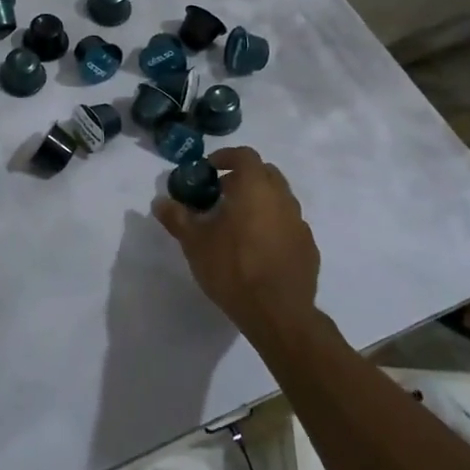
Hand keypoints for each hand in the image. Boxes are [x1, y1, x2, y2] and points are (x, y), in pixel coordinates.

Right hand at [153, 146, 319, 341]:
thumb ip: (177, 217)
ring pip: (279, 199)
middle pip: (265, 173)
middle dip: (243, 177)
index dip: (226, 157)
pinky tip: (258, 248)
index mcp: (255, 188)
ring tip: (237, 224)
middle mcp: (282, 198)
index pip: (245, 155)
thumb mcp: (194, 243)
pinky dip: (273, 225)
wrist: (278, 313)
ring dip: (259, 202)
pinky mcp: (308, 247)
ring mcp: (299, 223)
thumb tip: (160, 202)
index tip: (209, 169)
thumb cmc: (232, 268)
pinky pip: (288, 224)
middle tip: (221, 194)